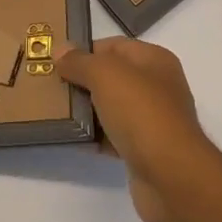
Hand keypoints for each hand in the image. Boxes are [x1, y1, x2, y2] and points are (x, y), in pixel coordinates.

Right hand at [55, 37, 221, 221]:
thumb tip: (60, 51)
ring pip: (111, 107)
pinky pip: (113, 136)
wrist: (171, 176)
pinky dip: (95, 137)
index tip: (55, 61)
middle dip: (82, 80)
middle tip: (50, 86)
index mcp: (154, 60)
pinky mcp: (145, 151)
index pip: (113, 46)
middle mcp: (157, 86)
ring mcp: (152, 120)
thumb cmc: (141, 112)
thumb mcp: (105, 75)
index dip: (84, 50)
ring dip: (86, 110)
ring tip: (55, 112)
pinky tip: (72, 139)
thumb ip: (80, 61)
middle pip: (111, 77)